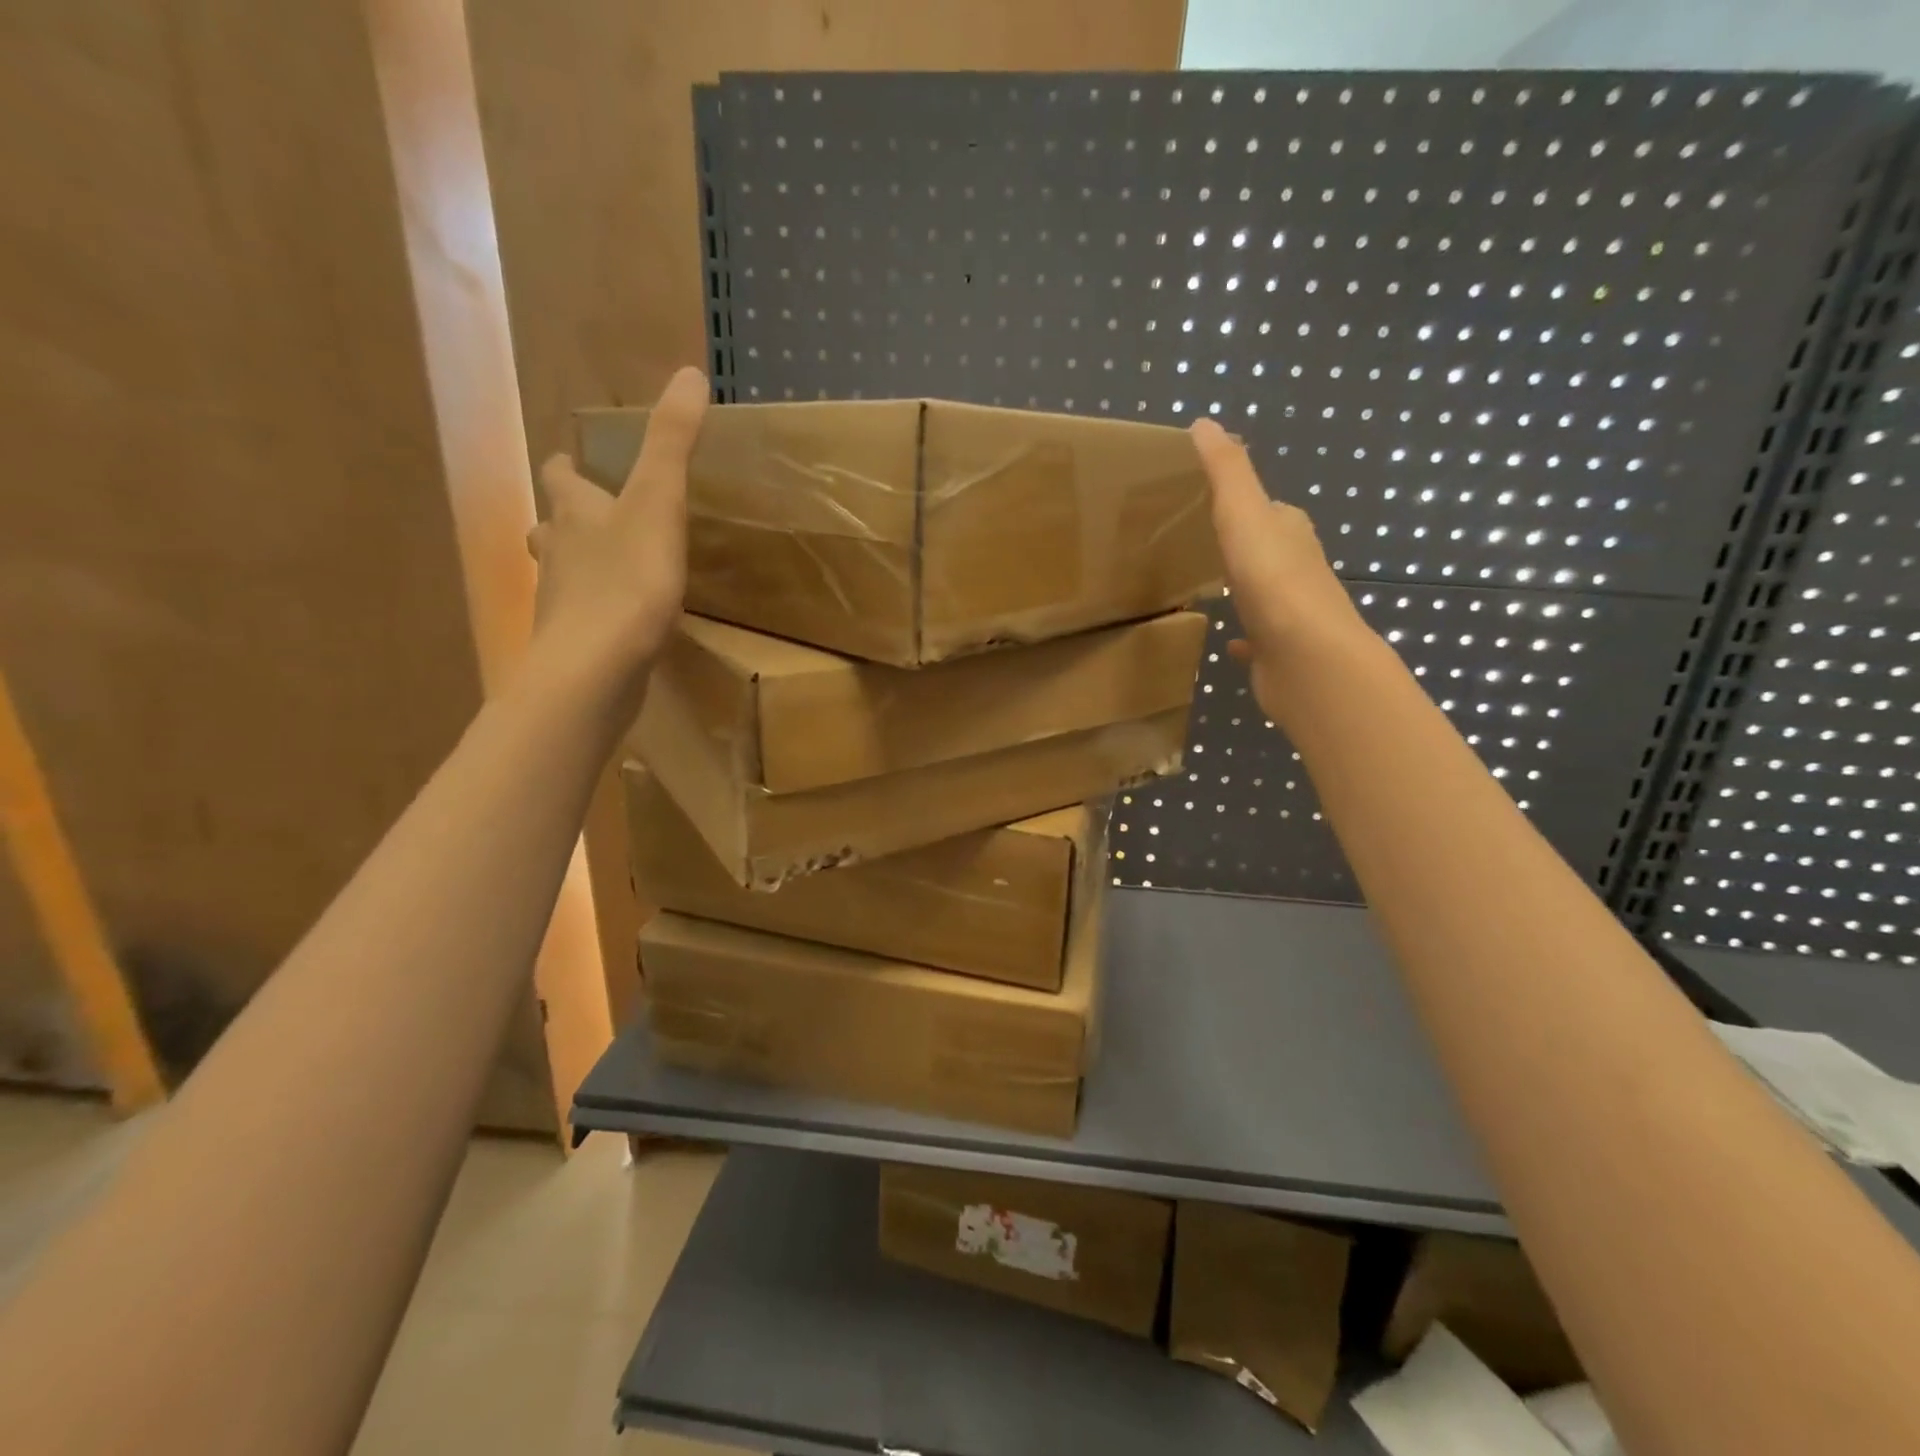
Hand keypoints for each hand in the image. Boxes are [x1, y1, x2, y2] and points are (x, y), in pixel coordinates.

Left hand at [527, 367, 708, 692]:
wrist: (596, 668)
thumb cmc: (628, 580)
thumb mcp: (658, 503)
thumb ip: (672, 444)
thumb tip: (689, 373)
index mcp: (575, 513)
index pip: (560, 477)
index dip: (567, 467)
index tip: (572, 462)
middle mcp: (558, 553)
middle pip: (552, 526)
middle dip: (566, 519)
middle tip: (588, 519)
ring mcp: (561, 603)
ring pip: (562, 574)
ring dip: (577, 566)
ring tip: (604, 571)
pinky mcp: (574, 645)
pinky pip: (581, 619)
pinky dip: (594, 613)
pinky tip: (617, 625)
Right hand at [1190, 418, 1373, 720]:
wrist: (1305, 658)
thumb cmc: (1273, 580)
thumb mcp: (1244, 513)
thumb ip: (1226, 471)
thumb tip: (1204, 422)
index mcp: (1290, 531)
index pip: (1269, 508)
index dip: (1243, 502)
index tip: (1207, 502)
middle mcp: (1297, 567)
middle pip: (1267, 548)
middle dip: (1241, 544)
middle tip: (1200, 543)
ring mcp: (1291, 613)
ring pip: (1263, 592)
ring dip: (1244, 586)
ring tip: (1209, 585)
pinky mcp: (1279, 651)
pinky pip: (1258, 639)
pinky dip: (1245, 637)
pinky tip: (1229, 641)